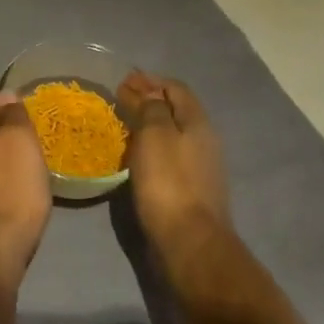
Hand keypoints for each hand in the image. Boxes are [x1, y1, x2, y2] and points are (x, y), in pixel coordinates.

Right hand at [118, 71, 231, 257]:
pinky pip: (169, 156)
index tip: (124, 80)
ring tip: (123, 124)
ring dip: (149, 124)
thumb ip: (151, 107)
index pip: (175, 88)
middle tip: (120, 99)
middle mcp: (203, 140)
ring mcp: (200, 167)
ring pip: (172, 134)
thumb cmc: (169, 182)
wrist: (189, 243)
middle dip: (149, 100)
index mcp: (197, 122)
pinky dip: (151, 147)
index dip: (150, 80)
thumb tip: (147, 89)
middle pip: (176, 110)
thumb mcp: (155, 135)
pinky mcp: (190, 190)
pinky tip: (134, 154)